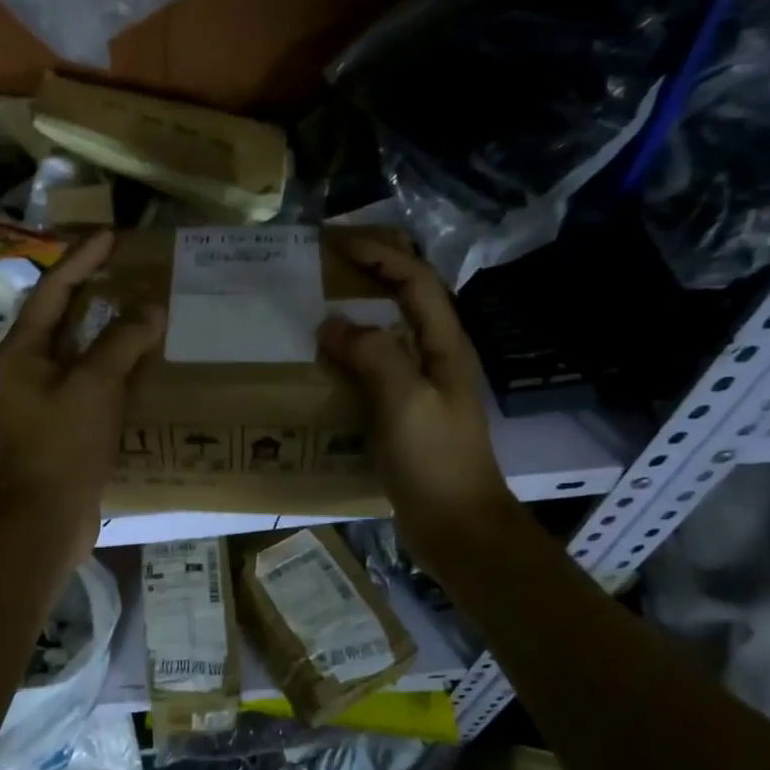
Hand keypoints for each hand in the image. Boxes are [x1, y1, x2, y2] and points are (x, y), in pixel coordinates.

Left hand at [0, 231, 165, 565]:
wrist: (45, 516)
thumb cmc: (63, 444)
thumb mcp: (94, 385)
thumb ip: (122, 341)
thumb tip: (151, 308)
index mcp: (24, 349)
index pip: (54, 288)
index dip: (83, 259)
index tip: (112, 235)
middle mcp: (29, 366)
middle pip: (63, 314)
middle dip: (94, 287)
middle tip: (129, 266)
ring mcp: (45, 395)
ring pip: (79, 347)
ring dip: (107, 326)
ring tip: (141, 305)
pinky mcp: (64, 421)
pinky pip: (91, 378)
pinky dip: (115, 362)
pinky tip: (142, 360)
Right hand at [317, 232, 516, 574]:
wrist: (456, 525)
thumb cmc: (435, 461)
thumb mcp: (406, 401)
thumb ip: (373, 355)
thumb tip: (331, 324)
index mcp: (443, 345)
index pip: (414, 280)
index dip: (379, 254)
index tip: (334, 243)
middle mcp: (433, 357)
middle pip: (403, 299)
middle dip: (368, 274)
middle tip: (322, 266)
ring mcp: (418, 386)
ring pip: (386, 333)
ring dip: (354, 313)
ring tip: (313, 306)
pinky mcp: (402, 412)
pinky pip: (372, 369)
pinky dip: (347, 354)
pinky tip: (320, 363)